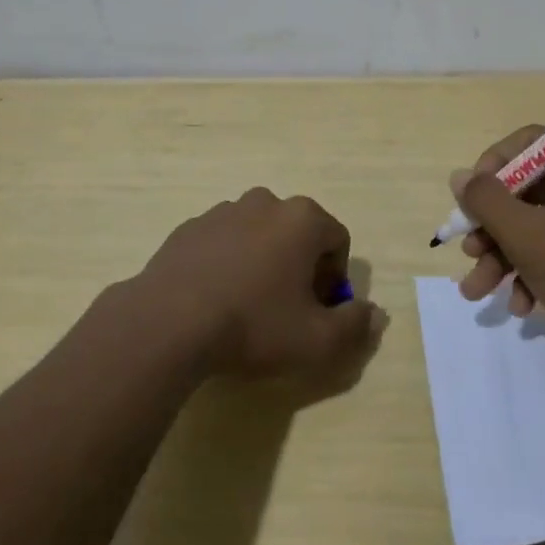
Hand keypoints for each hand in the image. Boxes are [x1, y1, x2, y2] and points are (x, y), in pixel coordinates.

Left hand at [139, 187, 382, 377]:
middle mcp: (266, 203)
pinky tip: (214, 299)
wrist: (168, 323)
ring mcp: (223, 211)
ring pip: (259, 234)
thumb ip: (355, 326)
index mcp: (303, 219)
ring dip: (263, 261)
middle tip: (286, 310)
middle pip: (298, 233)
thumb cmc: (253, 325)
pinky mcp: (190, 227)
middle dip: (300, 266)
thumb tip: (376, 314)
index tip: (318, 311)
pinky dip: (227, 262)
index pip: (337, 240)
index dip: (334, 279)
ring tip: (247, 305)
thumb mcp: (317, 341)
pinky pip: (223, 242)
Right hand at [453, 127, 544, 350]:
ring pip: (540, 225)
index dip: (493, 167)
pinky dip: (535, 272)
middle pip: (531, 190)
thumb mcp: (527, 235)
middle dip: (493, 228)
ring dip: (505, 256)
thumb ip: (486, 200)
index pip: (532, 144)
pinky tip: (520, 306)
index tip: (470, 199)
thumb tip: (460, 176)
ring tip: (477, 291)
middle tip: (468, 253)